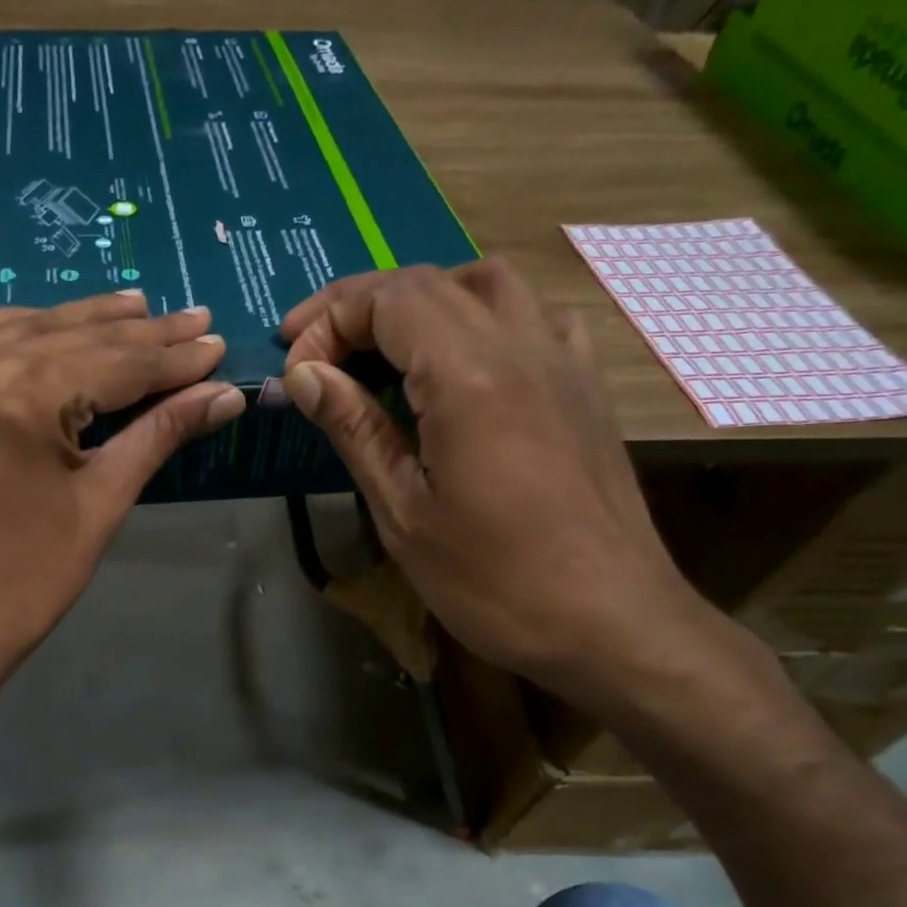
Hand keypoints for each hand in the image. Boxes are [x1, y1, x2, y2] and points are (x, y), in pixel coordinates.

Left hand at [0, 292, 244, 696]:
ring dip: (81, 320)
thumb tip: (225, 394)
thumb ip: (160, 434)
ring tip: (137, 308)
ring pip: (22, 327)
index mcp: (21, 395)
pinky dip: (18, 328)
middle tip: (193, 316)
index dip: (174, 358)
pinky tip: (49, 325)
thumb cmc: (26, 580)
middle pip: (72, 335)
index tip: (216, 343)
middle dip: (139, 332)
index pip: (117, 362)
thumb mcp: (101, 503)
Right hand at [281, 260, 710, 704]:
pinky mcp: (586, 387)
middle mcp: (520, 347)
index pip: (388, 301)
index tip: (294, 367)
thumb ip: (355, 429)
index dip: (329, 320)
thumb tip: (305, 375)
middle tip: (314, 349)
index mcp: (468, 376)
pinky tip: (466, 360)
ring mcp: (563, 361)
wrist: (612, 623)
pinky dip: (485, 316)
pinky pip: (535, 316)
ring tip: (383, 344)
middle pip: (430, 282)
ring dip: (422, 299)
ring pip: (487, 284)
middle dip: (360, 304)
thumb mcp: (403, 513)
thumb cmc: (495, 582)